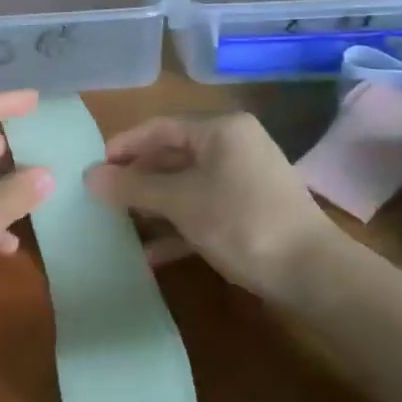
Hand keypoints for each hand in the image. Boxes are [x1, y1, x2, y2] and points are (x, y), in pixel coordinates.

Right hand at [84, 112, 337, 298]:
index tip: (94, 168)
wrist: (313, 274)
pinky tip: (150, 254)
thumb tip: (88, 176)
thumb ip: (133, 186)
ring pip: (186, 186)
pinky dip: (178, 228)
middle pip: (172, 156)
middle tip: (102, 197)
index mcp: (221, 130)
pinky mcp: (250, 213)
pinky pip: (203, 210)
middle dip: (137, 178)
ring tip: (118, 224)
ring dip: (153, 206)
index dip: (124, 145)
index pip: (160, 127)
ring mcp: (244, 181)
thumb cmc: (241, 221)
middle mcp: (234, 147)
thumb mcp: (180, 202)